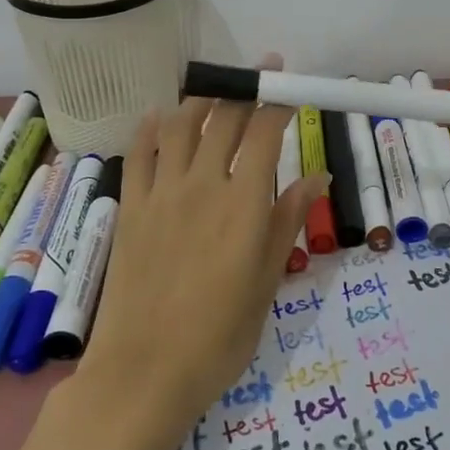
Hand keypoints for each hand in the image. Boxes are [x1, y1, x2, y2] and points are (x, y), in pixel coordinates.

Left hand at [9, 55, 325, 449]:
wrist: (144, 373)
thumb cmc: (219, 336)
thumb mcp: (268, 281)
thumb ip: (288, 220)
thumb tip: (319, 175)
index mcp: (244, 203)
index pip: (265, 133)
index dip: (277, 101)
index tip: (286, 82)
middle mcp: (203, 185)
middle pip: (224, 120)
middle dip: (244, 91)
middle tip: (256, 76)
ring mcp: (162, 194)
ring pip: (181, 126)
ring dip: (200, 101)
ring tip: (213, 92)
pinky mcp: (130, 208)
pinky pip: (139, 154)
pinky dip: (151, 128)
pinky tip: (159, 115)